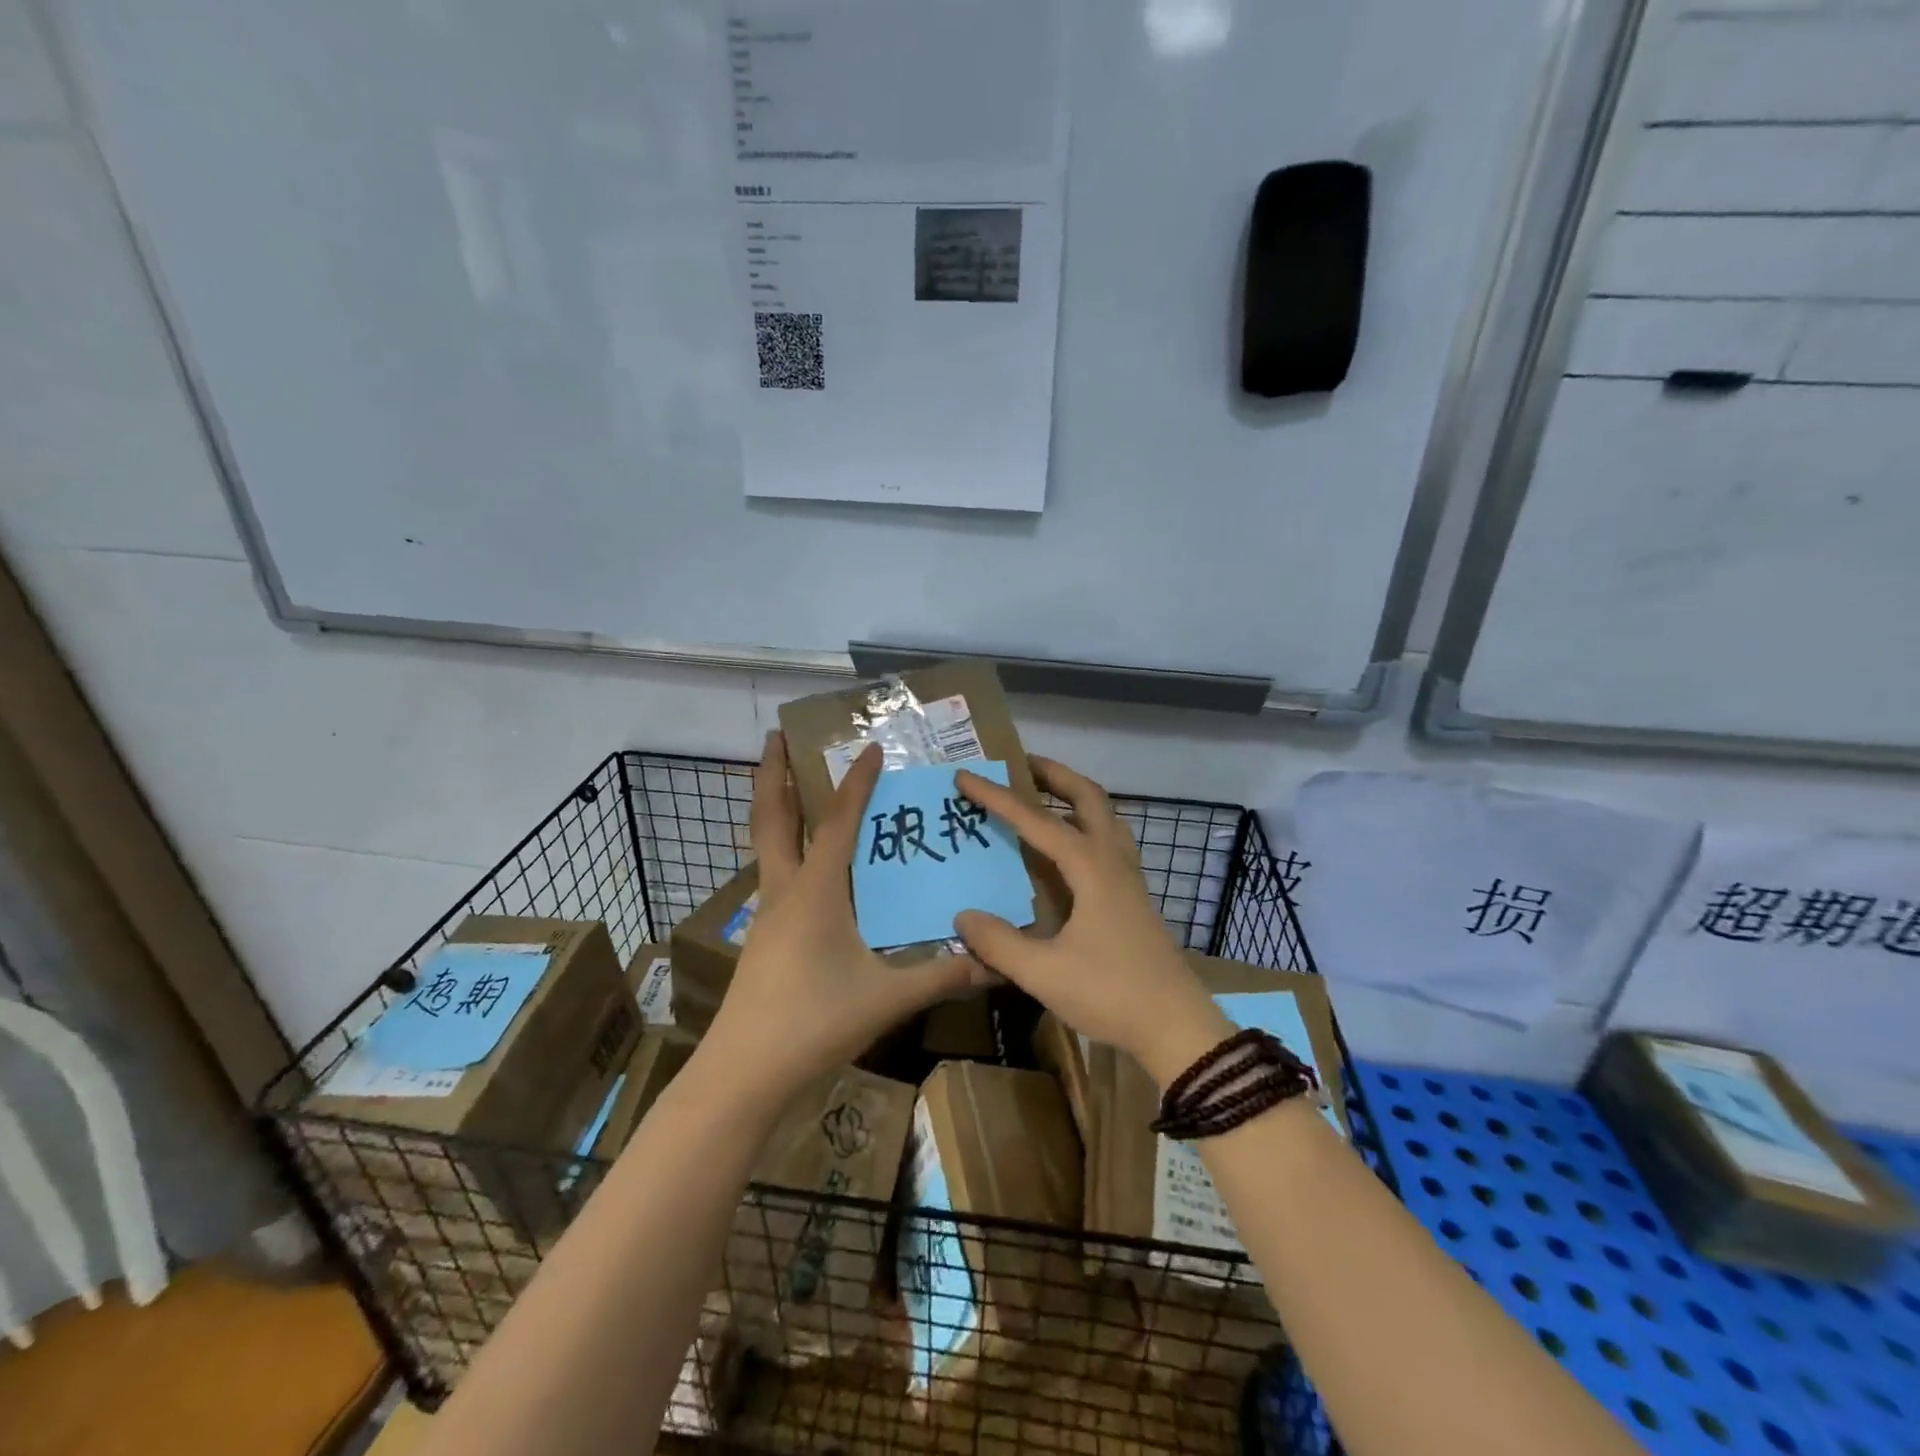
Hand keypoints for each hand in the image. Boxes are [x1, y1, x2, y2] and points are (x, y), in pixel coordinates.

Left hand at [703, 732, 984, 1101]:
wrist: (744, 1072)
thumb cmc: (813, 1022)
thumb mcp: (886, 998)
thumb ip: (941, 976)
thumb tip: (994, 962)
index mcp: (815, 891)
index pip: (838, 821)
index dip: (856, 782)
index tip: (869, 748)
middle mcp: (785, 890)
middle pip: (771, 817)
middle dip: (772, 773)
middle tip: (776, 735)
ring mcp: (768, 913)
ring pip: (766, 844)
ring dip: (775, 807)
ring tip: (789, 783)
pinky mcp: (764, 937)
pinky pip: (774, 873)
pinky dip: (785, 848)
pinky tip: (806, 863)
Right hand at [952, 757, 1231, 1085]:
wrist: (1177, 1026)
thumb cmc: (1111, 994)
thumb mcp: (1044, 973)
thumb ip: (999, 943)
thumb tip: (963, 917)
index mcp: (1090, 868)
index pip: (1037, 820)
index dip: (998, 797)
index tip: (966, 776)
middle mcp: (1113, 861)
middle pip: (1088, 797)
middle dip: (1054, 774)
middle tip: (1019, 763)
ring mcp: (1129, 878)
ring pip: (1105, 816)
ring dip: (1074, 796)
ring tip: (1043, 795)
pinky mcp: (1134, 897)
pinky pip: (1109, 841)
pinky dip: (1085, 825)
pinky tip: (1068, 848)